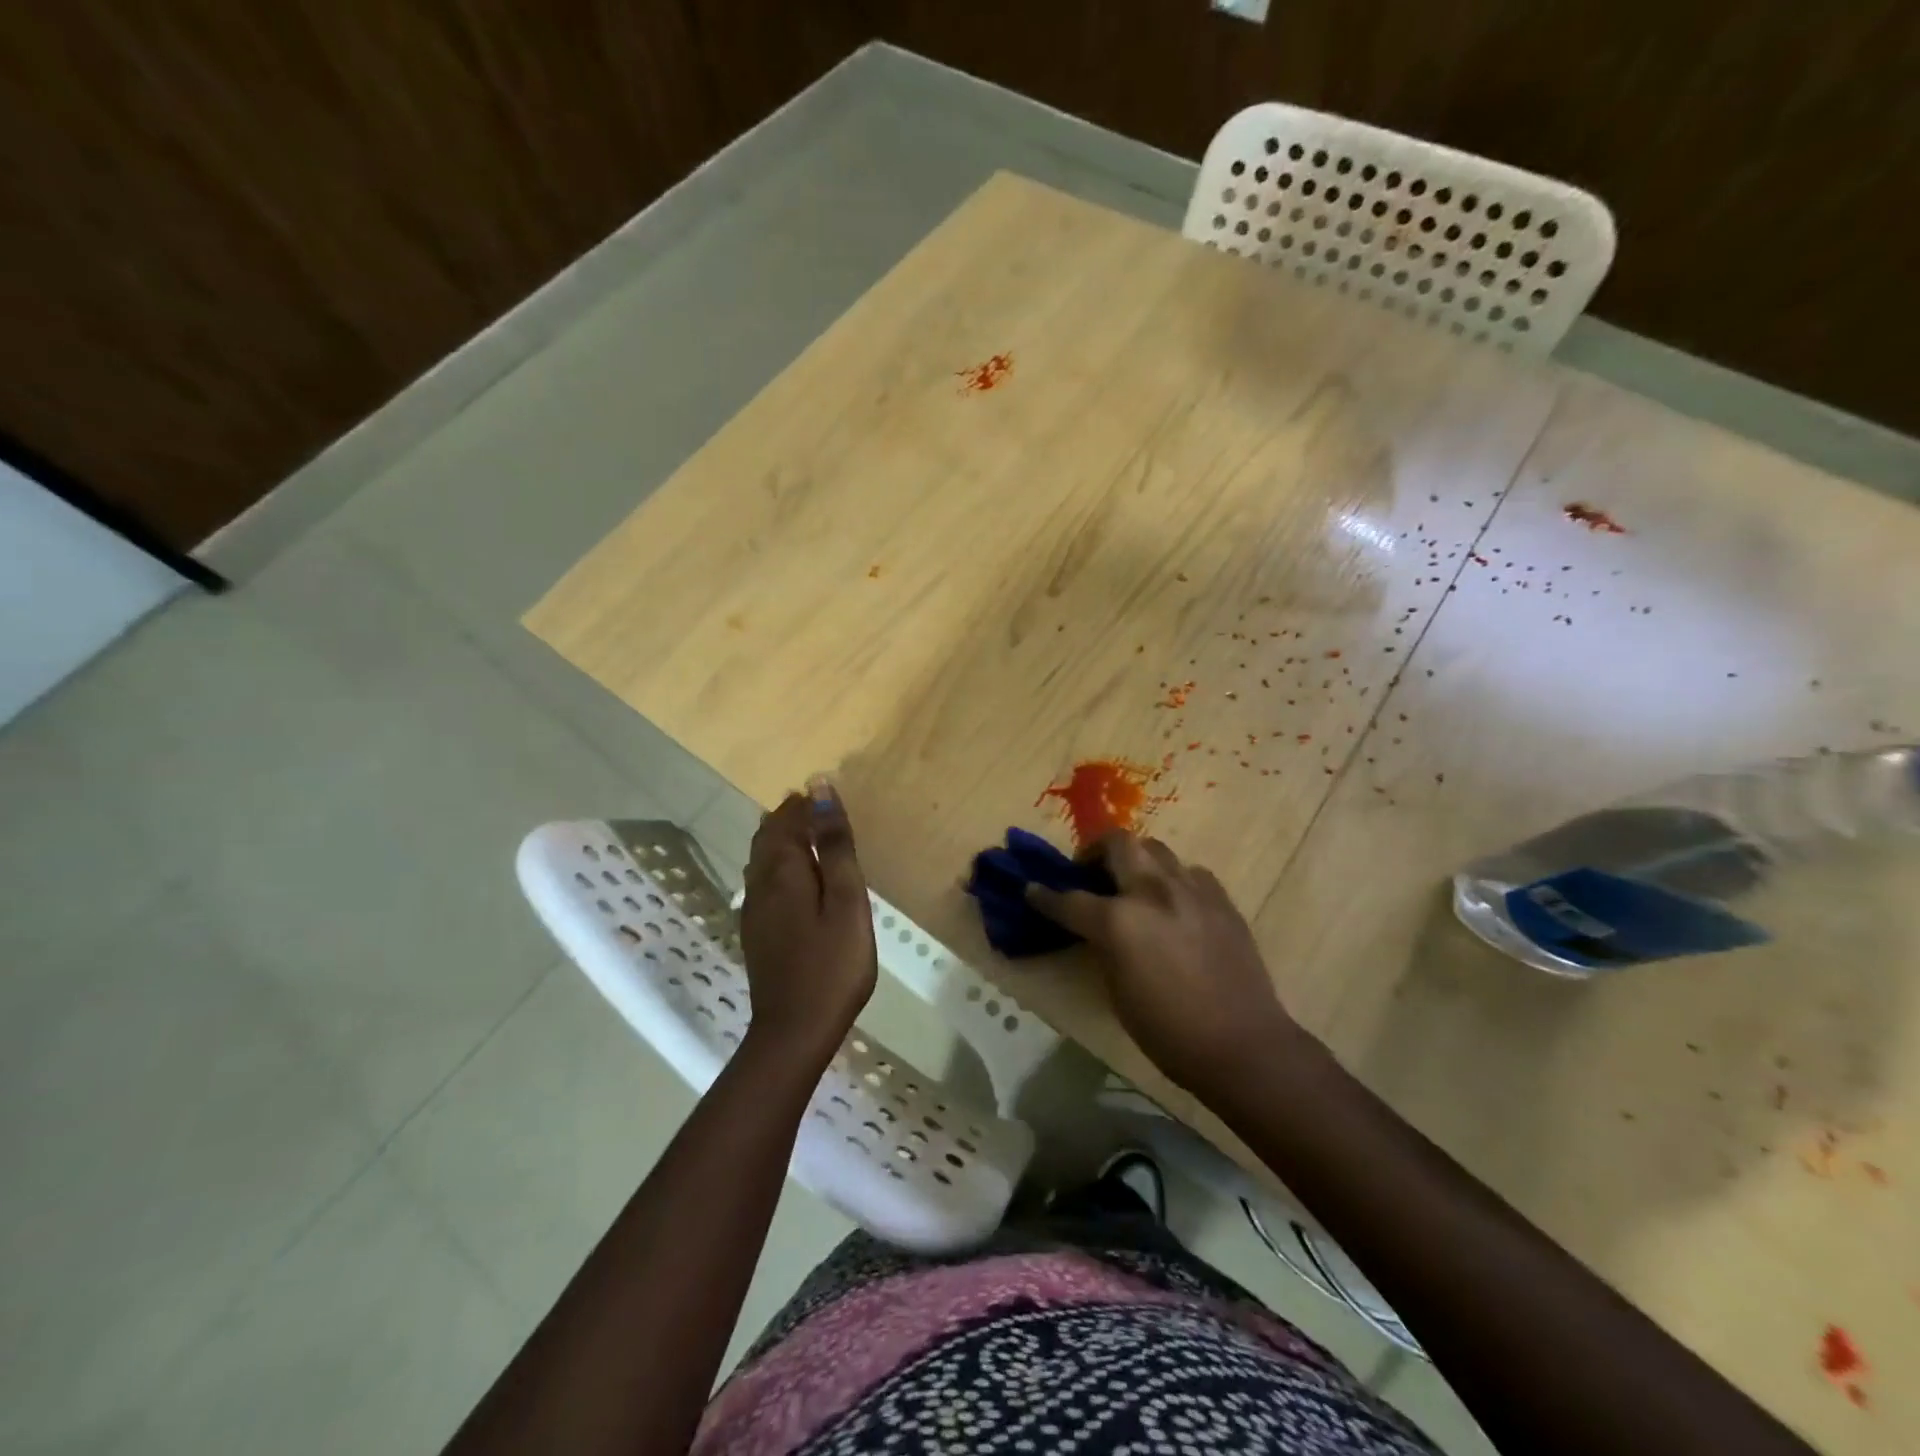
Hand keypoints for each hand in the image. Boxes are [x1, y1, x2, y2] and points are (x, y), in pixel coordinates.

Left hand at [739, 782, 877, 1066]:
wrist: (794, 1030)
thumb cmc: (832, 963)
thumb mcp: (846, 899)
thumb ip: (833, 844)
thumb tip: (819, 788)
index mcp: (783, 869)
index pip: (787, 819)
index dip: (805, 803)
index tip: (829, 795)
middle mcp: (760, 883)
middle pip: (768, 836)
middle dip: (790, 817)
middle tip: (819, 810)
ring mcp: (754, 910)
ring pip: (761, 859)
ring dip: (782, 840)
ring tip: (810, 836)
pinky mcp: (756, 932)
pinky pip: (762, 881)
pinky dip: (778, 865)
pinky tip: (795, 880)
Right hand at [1027, 832, 1305, 1095]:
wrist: (1242, 1045)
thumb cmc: (1168, 1031)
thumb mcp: (1117, 991)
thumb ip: (1103, 946)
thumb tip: (1097, 928)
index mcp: (1120, 921)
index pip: (1069, 900)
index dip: (1044, 896)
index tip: (1031, 890)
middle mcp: (1153, 892)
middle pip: (1117, 843)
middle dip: (1094, 850)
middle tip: (1089, 871)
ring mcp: (1192, 891)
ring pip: (1156, 849)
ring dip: (1136, 860)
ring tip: (1132, 883)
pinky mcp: (1221, 900)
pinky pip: (1189, 873)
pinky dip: (1172, 879)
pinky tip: (1173, 903)